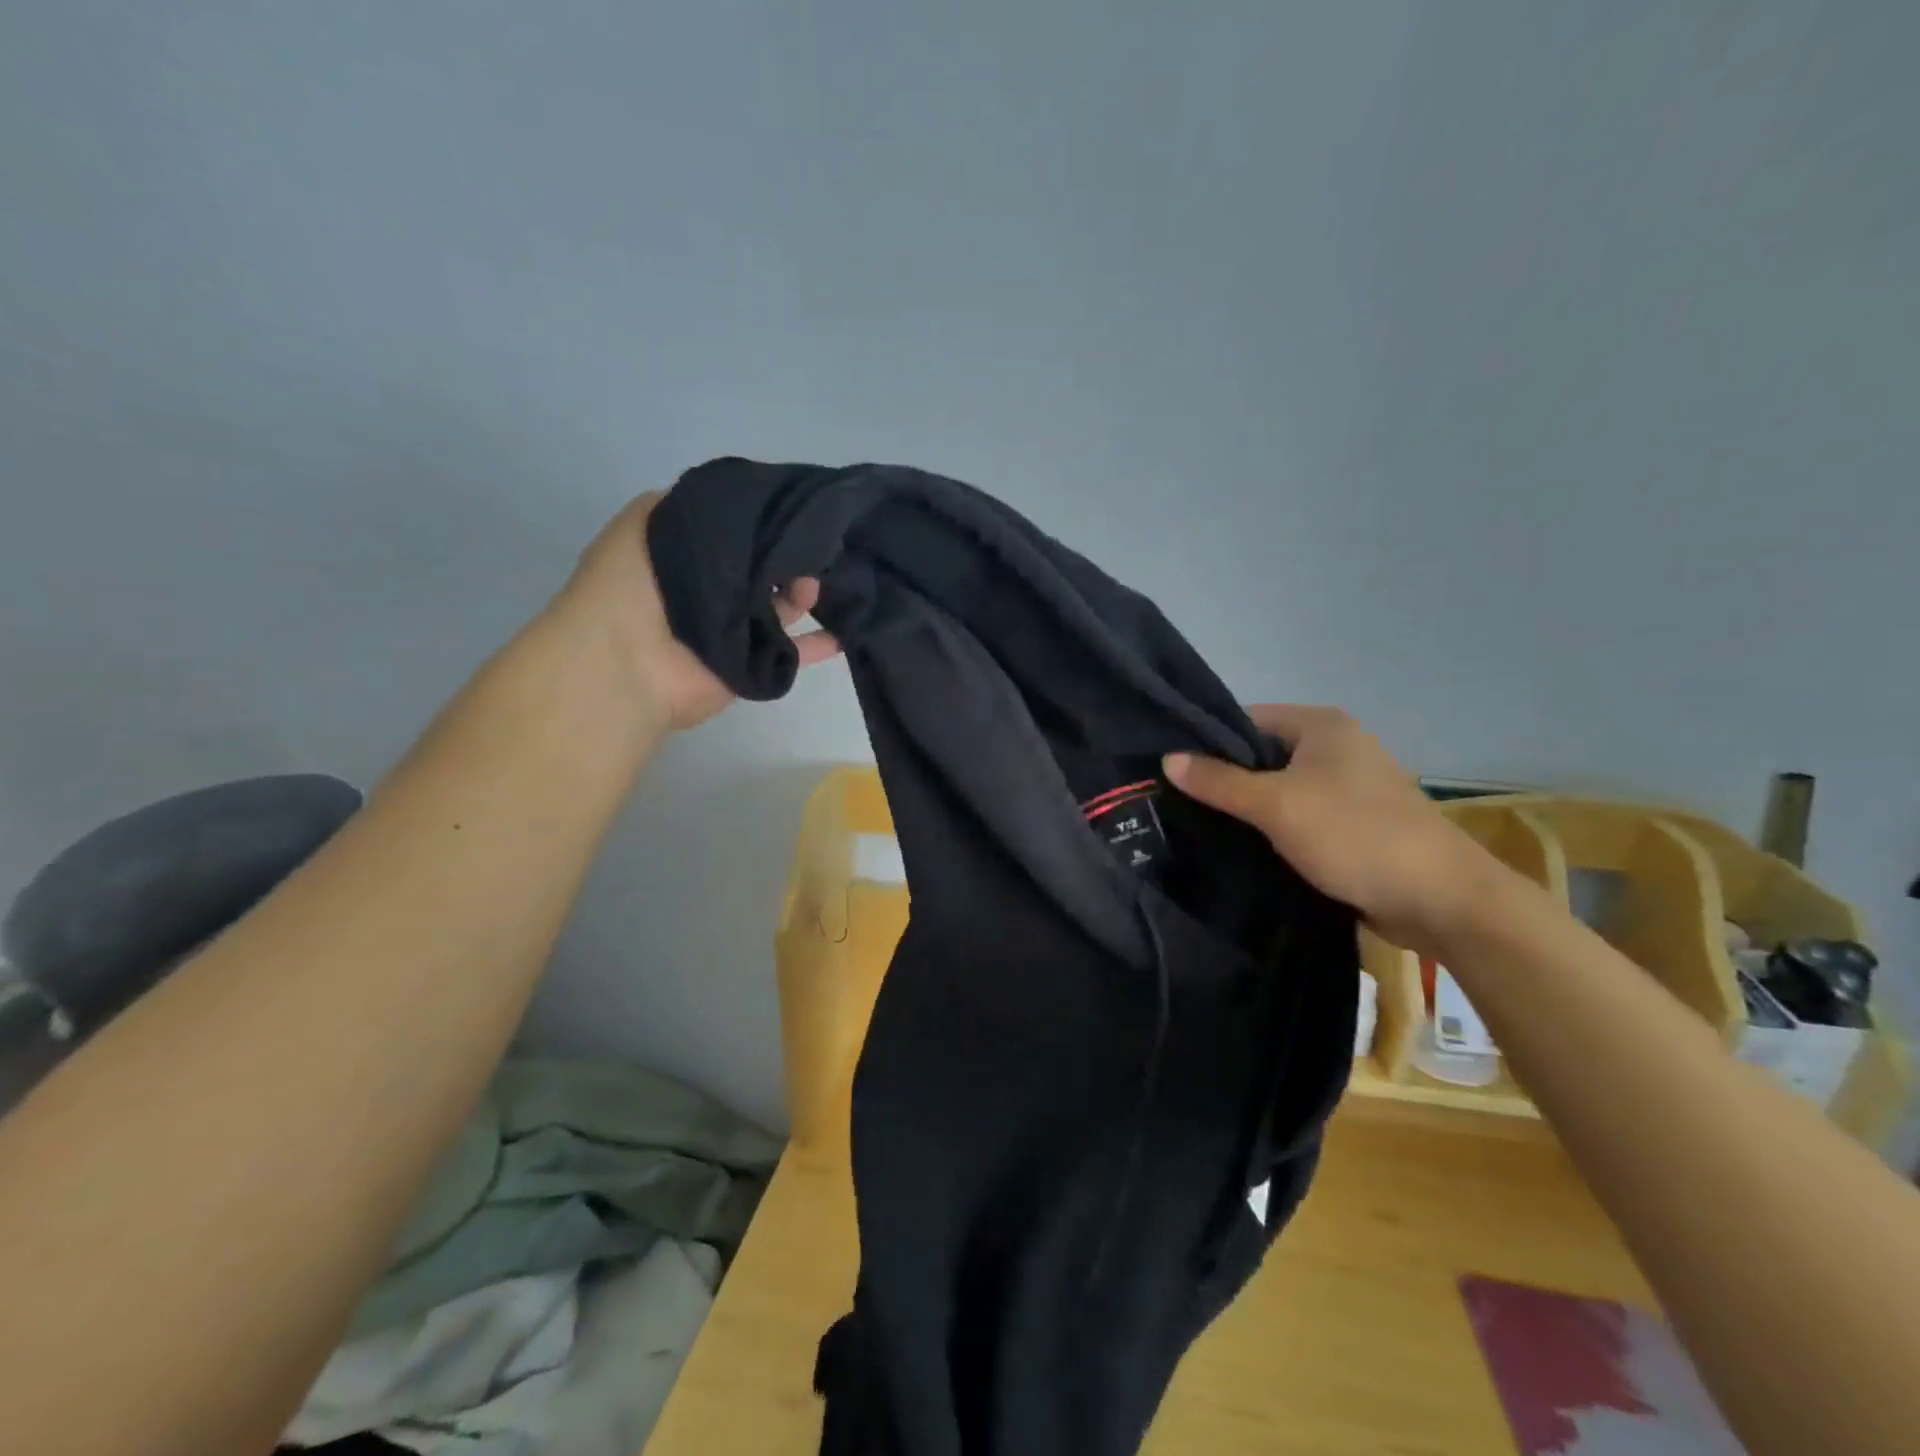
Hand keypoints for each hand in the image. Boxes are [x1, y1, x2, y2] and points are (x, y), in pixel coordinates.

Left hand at [556, 490, 839, 733]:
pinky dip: (818, 644)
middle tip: (818, 546)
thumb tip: (740, 496)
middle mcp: (715, 591)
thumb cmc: (632, 587)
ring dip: (804, 592)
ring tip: (815, 585)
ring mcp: (736, 629)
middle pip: (766, 567)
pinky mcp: (752, 663)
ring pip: (782, 605)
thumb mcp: (646, 523)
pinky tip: (843, 632)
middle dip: (792, 555)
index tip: (797, 505)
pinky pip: (793, 652)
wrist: (627, 663)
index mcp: (692, 557)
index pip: (740, 531)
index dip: (766, 518)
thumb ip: (689, 505)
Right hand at [1164, 705, 1495, 952]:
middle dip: (1224, 777)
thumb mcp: (1276, 805)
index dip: (1207, 741)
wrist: (1441, 899)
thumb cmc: (1354, 835)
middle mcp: (1336, 747)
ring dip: (1248, 807)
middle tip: (1178, 801)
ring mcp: (1348, 786)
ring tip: (1199, 824)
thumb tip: (1167, 759)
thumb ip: (1219, 781)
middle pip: (1262, 754)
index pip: (1246, 719)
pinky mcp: (1353, 823)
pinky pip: (1299, 815)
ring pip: (1279, 788)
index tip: (1171, 768)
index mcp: (1322, 726)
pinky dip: (1273, 828)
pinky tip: (1242, 846)